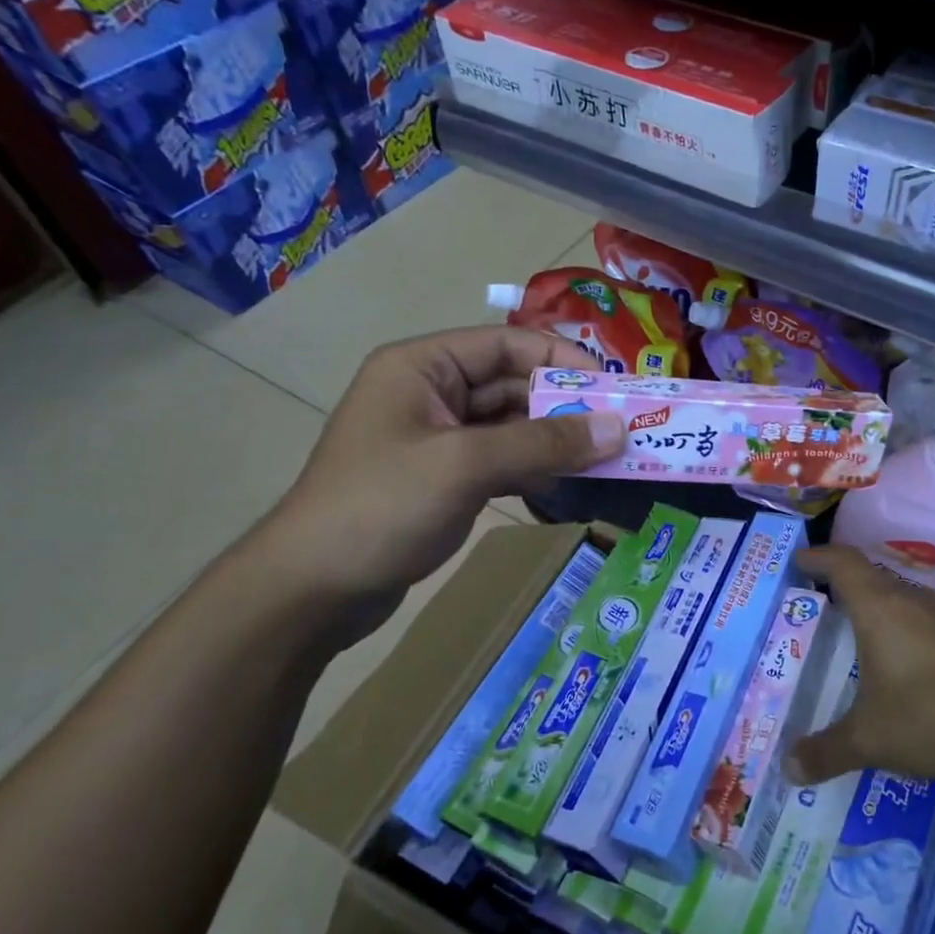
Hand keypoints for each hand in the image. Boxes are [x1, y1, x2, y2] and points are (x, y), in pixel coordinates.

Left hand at [255, 327, 621, 637]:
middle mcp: (431, 392)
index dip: (563, 361)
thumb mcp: (466, 465)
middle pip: (514, 385)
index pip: (508, 343)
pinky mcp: (444, 478)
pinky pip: (502, 460)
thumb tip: (618, 429)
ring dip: (556, 440)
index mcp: (424, 367)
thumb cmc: (381, 508)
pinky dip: (535, 467)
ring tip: (607, 458)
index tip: (614, 390)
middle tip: (621, 430)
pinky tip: (569, 483)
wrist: (313, 590)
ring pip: (512, 426)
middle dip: (566, 407)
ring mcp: (438, 438)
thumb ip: (544, 443)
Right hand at [787, 545, 934, 786]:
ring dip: (877, 606)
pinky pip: (926, 620)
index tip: (798, 562)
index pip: (843, 563)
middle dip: (842, 584)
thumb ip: (826, 752)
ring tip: (857, 632)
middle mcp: (915, 601)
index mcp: (882, 609)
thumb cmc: (934, 718)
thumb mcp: (870, 740)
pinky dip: (904, 628)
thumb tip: (788, 768)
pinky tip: (904, 662)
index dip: (818, 557)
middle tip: (819, 603)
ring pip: (902, 597)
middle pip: (872, 576)